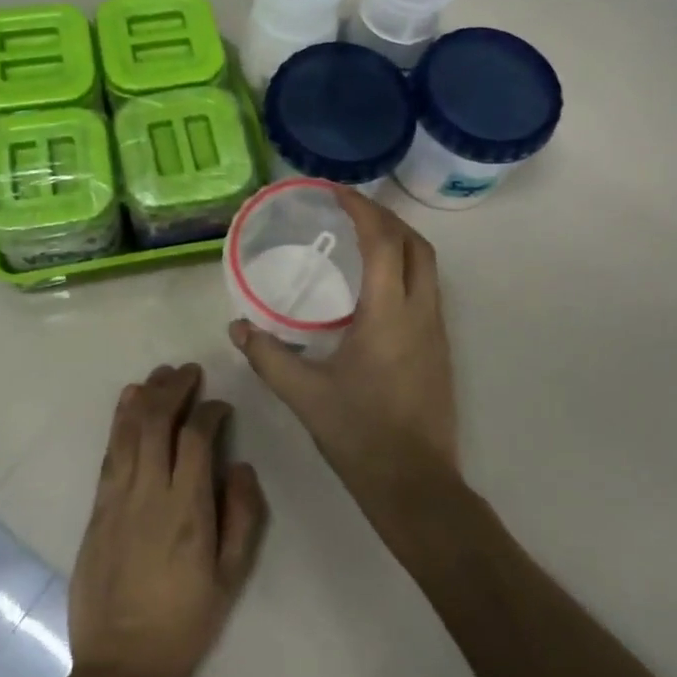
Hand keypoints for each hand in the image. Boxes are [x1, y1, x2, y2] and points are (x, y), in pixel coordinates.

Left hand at [67, 364, 267, 676]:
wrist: (121, 665)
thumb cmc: (185, 622)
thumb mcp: (231, 577)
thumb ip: (242, 516)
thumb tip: (238, 465)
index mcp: (187, 510)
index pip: (195, 438)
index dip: (209, 411)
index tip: (221, 407)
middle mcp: (149, 493)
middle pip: (157, 422)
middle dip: (175, 389)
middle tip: (190, 372)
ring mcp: (117, 499)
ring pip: (129, 430)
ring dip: (146, 396)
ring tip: (161, 374)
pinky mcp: (97, 509)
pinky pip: (109, 453)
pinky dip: (120, 421)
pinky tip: (128, 402)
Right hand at [230, 189, 459, 506]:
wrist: (415, 484)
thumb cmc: (360, 435)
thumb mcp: (305, 395)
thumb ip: (268, 356)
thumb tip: (237, 328)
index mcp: (389, 315)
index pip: (384, 242)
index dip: (363, 210)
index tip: (336, 192)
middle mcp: (421, 313)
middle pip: (417, 244)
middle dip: (386, 218)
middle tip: (350, 211)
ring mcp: (436, 331)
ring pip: (428, 267)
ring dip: (400, 242)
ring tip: (362, 239)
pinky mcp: (440, 349)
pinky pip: (427, 290)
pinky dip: (405, 269)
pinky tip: (374, 288)